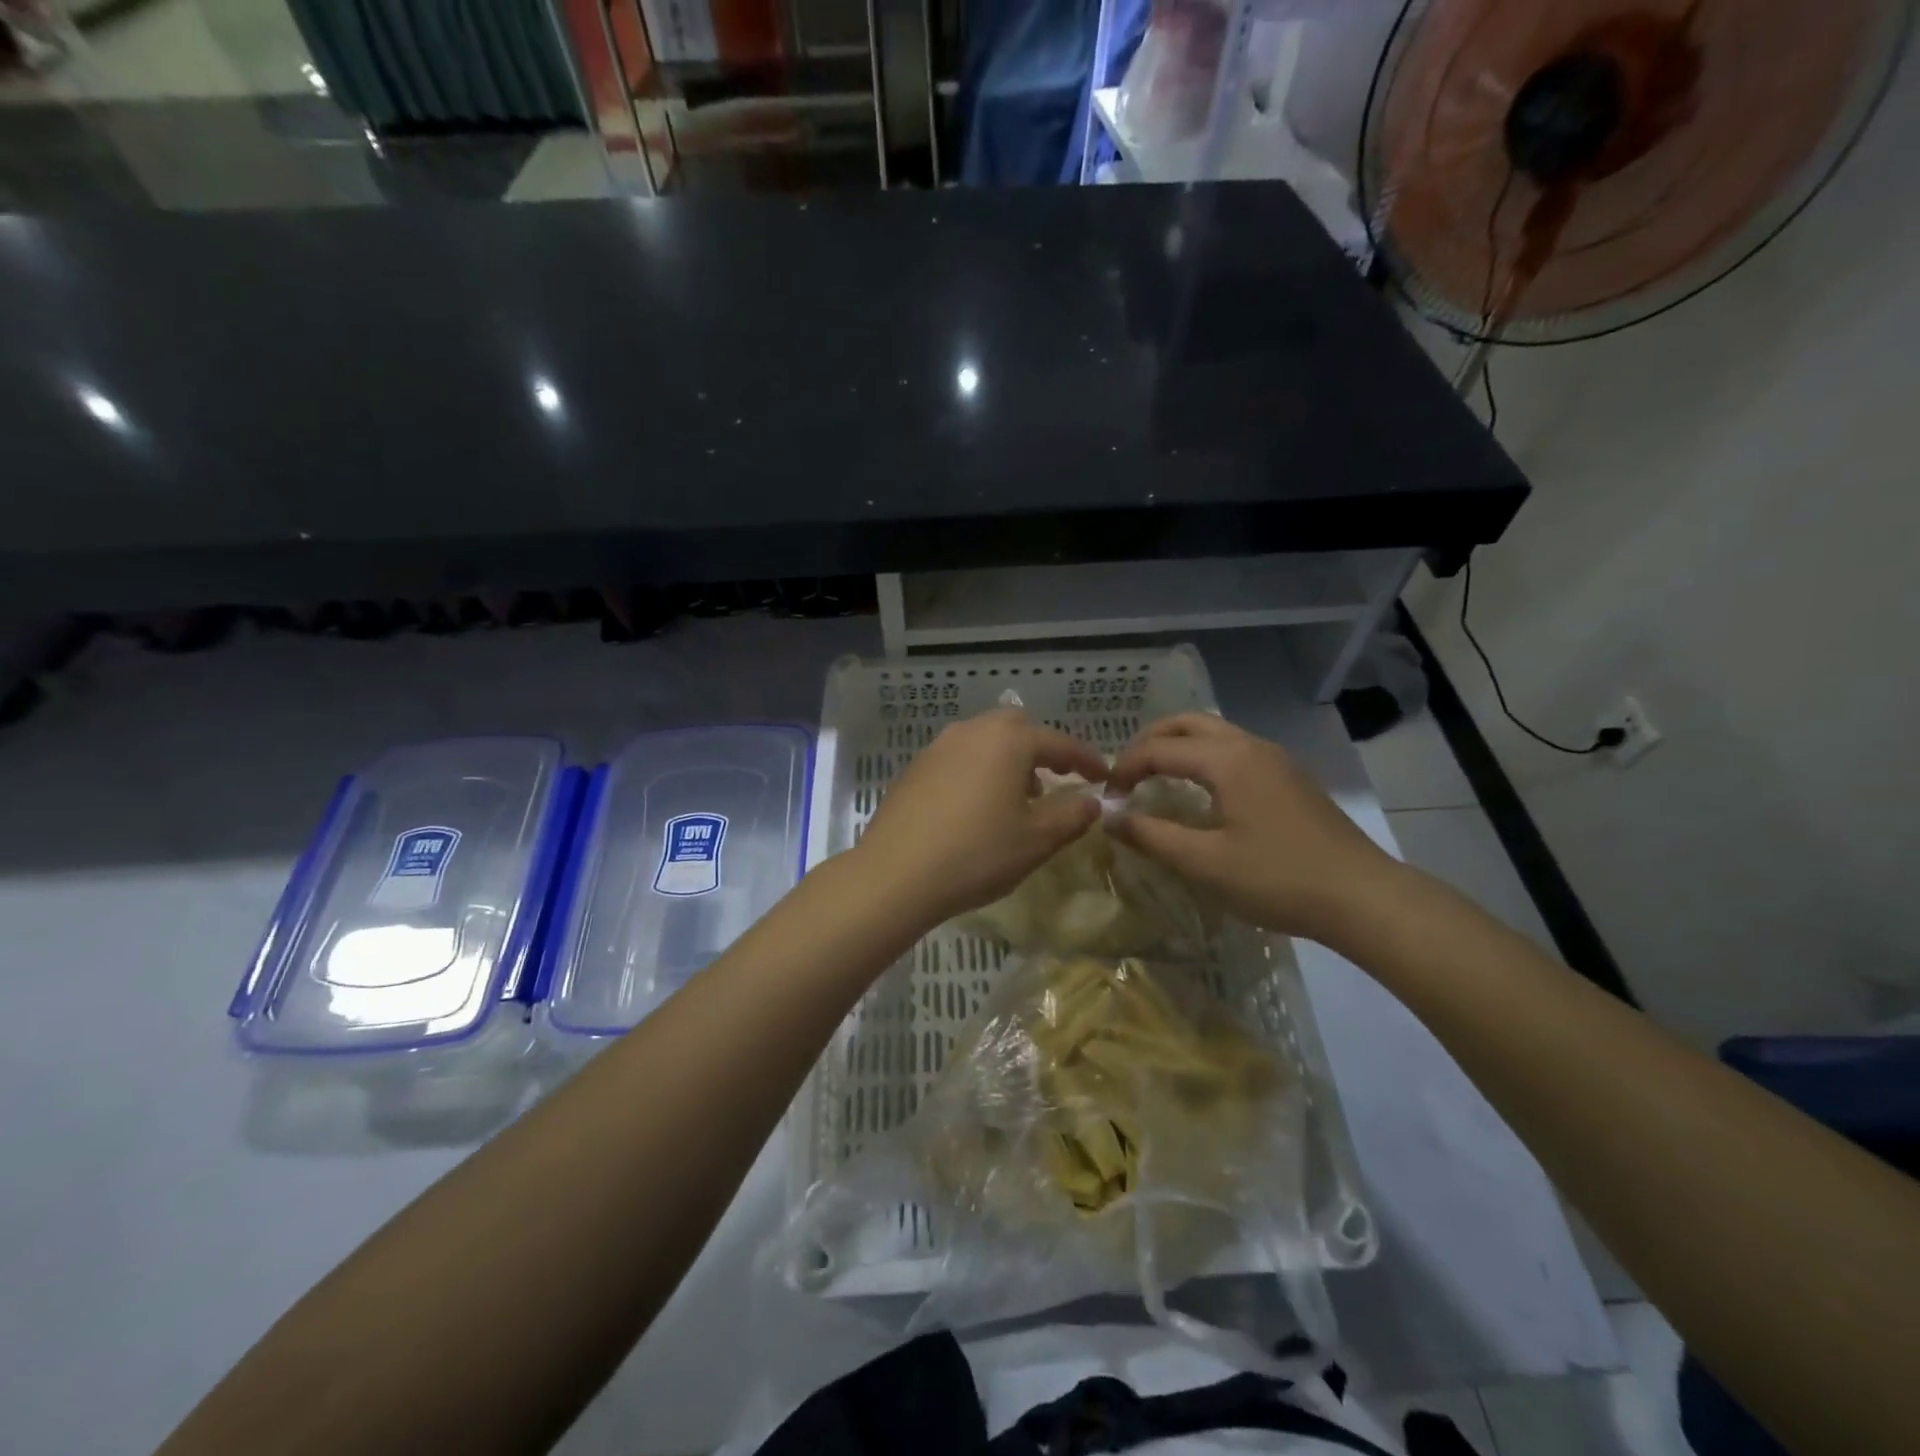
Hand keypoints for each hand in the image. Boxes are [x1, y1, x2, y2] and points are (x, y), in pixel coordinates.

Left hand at [852, 708, 1108, 929]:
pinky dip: (978, 771)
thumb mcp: (1036, 840)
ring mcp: (938, 747)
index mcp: (1008, 741)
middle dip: (1041, 751)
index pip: (1059, 743)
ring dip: (1008, 761)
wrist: (895, 874)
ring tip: (1016, 800)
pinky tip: (976, 808)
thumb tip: (1091, 802)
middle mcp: (972, 732)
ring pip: (985, 741)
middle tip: (1056, 781)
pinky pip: (959, 758)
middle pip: (1017, 728)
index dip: (1086, 759)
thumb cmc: (977, 853)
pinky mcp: (915, 768)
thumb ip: (1072, 816)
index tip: (1104, 777)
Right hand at [1106, 713, 1402, 943]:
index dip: (1125, 769)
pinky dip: (1204, 757)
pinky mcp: (1290, 777)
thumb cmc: (1277, 879)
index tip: (1108, 799)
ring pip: (1214, 733)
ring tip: (1156, 778)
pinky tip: (1201, 792)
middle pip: (1187, 723)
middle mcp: (1250, 746)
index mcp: (1227, 759)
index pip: (1159, 749)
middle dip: (1149, 742)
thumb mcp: (1204, 863)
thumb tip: (1109, 817)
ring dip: (1178, 746)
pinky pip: (1235, 750)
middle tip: (1126, 774)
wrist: (1362, 897)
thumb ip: (1151, 835)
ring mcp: (1275, 759)